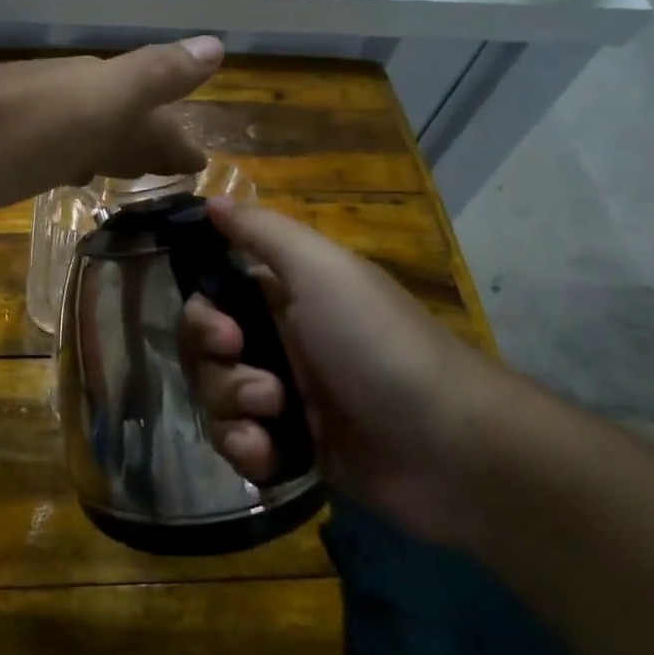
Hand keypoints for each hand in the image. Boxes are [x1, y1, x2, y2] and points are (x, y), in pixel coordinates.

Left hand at [0, 37, 223, 209]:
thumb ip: (155, 75)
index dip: (178, 138)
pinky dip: (75, 164)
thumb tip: (216, 45)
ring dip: (114, 153)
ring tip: (132, 176)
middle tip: (177, 171)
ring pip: (89, 137)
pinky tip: (71, 176)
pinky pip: (57, 154)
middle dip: (151, 143)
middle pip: (123, 122)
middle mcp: (70, 102)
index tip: (203, 163)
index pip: (154, 113)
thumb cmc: (24, 127)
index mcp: (99, 90)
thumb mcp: (101, 100)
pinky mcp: (3, 151)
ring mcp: (35, 125)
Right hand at [180, 199, 504, 548]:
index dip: (203, 318)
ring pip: (216, 400)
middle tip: (264, 388)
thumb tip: (210, 199)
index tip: (224, 335)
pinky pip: (238, 444)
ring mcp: (286, 399)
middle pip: (205, 354)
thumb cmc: (379, 345)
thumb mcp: (322, 271)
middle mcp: (280, 343)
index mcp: (285, 297)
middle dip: (218, 372)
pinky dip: (245, 449)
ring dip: (232, 412)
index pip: (213, 300)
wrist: (450, 447)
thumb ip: (262, 231)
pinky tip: (267, 456)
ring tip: (274, 422)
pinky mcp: (292, 448)